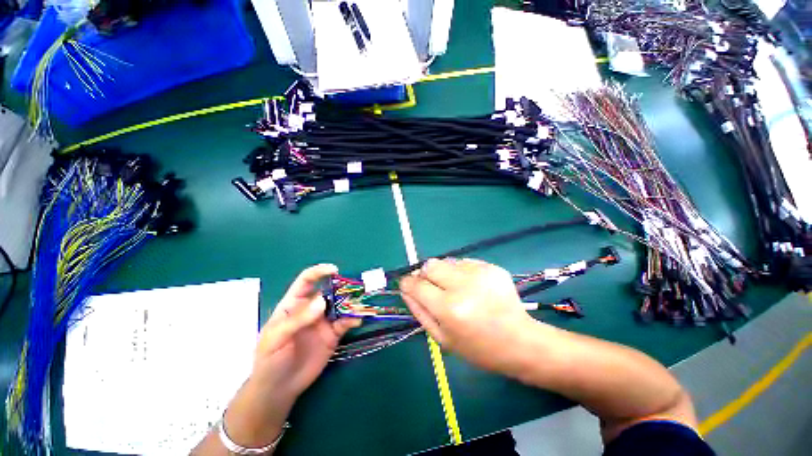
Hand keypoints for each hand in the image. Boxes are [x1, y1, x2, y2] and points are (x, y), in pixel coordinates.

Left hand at [224, 265, 360, 447]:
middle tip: (354, 289)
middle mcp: (311, 308)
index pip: (306, 281)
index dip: (319, 272)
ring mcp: (324, 321)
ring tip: (359, 304)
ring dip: (351, 302)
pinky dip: (353, 319)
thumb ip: (298, 319)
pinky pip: (346, 322)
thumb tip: (322, 301)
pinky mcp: (333, 334)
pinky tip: (357, 321)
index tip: (334, 270)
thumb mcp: (276, 339)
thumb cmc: (270, 360)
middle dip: (342, 287)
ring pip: (340, 305)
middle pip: (329, 291)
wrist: (279, 389)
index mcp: (294, 304)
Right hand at [399, 258, 534, 372]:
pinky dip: (460, 272)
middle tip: (432, 287)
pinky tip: (471, 286)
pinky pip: (464, 262)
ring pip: (446, 261)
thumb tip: (405, 288)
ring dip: (443, 273)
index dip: (407, 283)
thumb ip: (419, 311)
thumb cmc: (478, 348)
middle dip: (425, 275)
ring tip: (455, 289)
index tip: (407, 285)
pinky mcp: (491, 267)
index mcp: (449, 308)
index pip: (416, 285)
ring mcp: (479, 273)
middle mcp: (463, 285)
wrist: (520, 341)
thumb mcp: (442, 338)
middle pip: (430, 265)